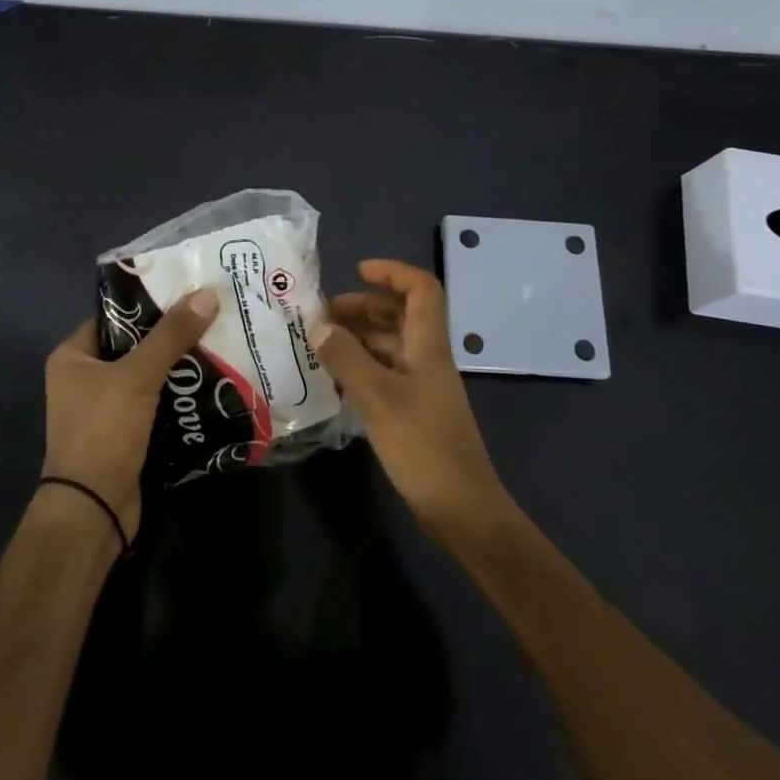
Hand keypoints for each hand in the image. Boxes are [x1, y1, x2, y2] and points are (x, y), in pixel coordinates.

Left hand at [43, 290, 219, 546]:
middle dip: (174, 335)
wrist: (94, 509)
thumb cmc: (103, 432)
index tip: (190, 290)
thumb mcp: (137, 376)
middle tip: (214, 315)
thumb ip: (171, 336)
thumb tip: (207, 294)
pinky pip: (158, 404)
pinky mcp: (127, 434)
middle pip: (136, 346)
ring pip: (151, 376)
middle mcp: (86, 379)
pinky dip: (181, 396)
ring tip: (223, 343)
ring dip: (182, 367)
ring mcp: (107, 409)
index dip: (151, 303)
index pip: (116, 317)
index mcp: (73, 356)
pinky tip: (215, 383)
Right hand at [314, 259, 514, 537]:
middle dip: (364, 306)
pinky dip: (360, 369)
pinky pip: (384, 375)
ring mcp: (421, 387)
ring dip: (358, 339)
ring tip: (318, 346)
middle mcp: (427, 359)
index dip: (392, 273)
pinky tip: (333, 381)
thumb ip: (347, 359)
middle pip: (401, 316)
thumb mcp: (378, 398)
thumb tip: (319, 326)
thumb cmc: (423, 446)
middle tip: (322, 316)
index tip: (356, 271)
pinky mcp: (413, 412)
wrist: (461, 508)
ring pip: (389, 347)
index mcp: (428, 346)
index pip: (421, 289)